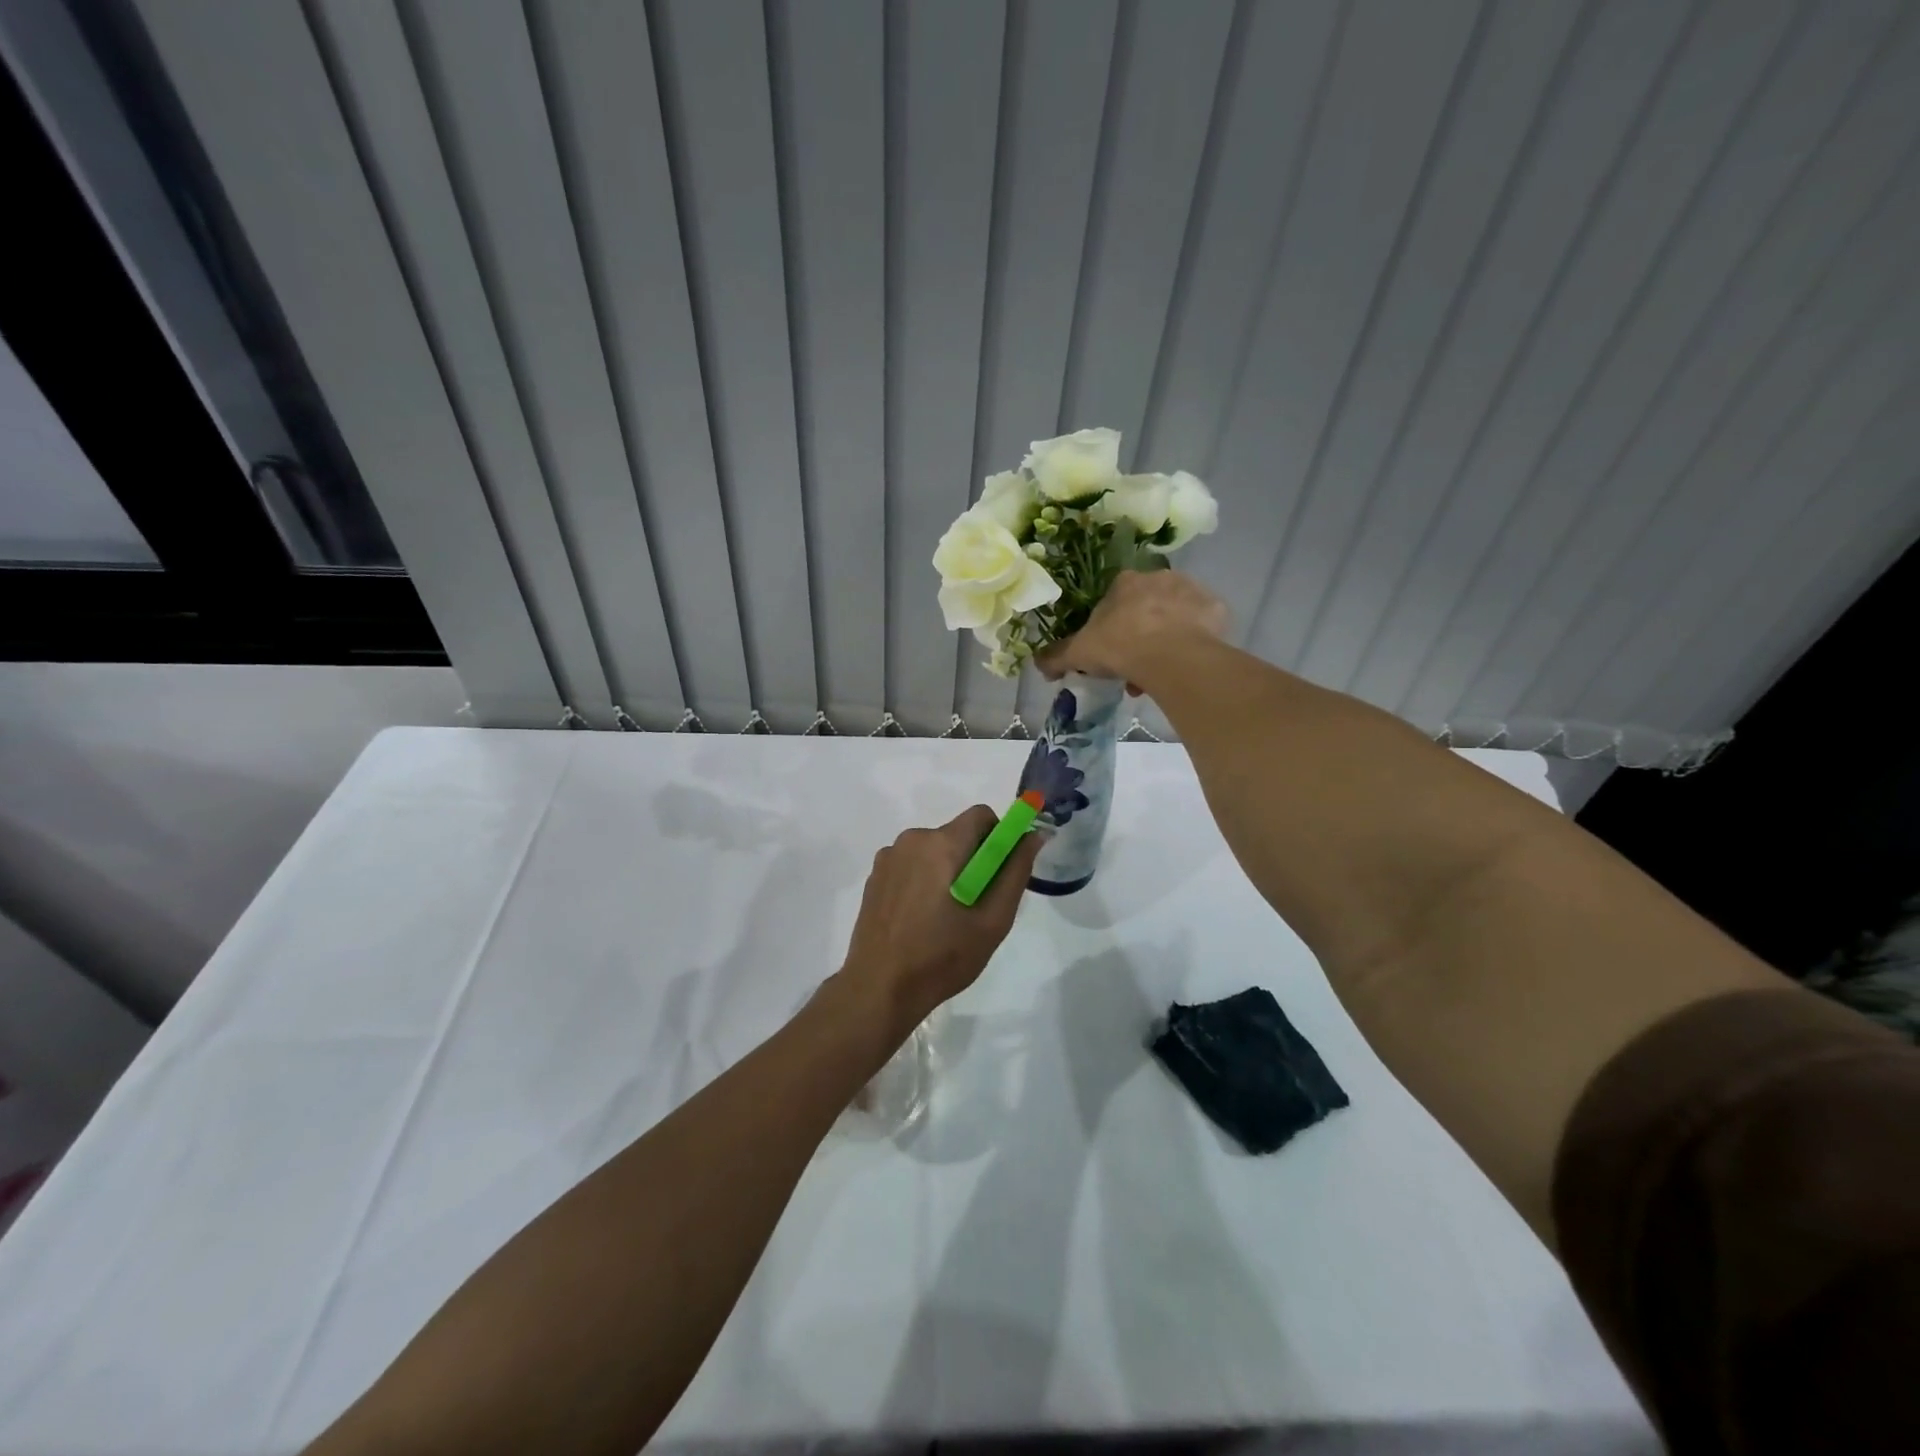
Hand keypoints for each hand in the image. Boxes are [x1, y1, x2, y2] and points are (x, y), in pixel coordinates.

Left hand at [837, 806, 1042, 1037]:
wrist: (880, 988)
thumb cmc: (943, 956)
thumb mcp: (993, 920)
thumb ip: (1016, 871)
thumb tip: (1033, 835)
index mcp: (942, 844)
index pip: (982, 815)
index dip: (999, 837)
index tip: (1000, 873)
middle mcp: (912, 839)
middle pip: (957, 834)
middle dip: (973, 860)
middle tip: (976, 905)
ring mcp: (889, 857)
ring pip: (934, 850)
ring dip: (947, 871)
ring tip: (946, 917)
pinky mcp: (875, 876)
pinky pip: (912, 864)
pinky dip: (923, 880)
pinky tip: (920, 918)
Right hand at [1037, 569, 1226, 690]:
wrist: (1171, 657)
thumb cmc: (1120, 646)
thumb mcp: (1080, 653)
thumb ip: (1057, 656)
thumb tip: (1037, 664)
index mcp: (1125, 582)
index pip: (1115, 599)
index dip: (1111, 627)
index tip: (1112, 653)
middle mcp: (1160, 578)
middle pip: (1147, 607)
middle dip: (1141, 635)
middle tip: (1135, 668)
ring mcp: (1192, 591)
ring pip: (1176, 616)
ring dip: (1167, 639)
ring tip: (1160, 675)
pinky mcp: (1217, 610)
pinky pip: (1203, 627)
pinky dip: (1195, 642)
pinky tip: (1185, 665)